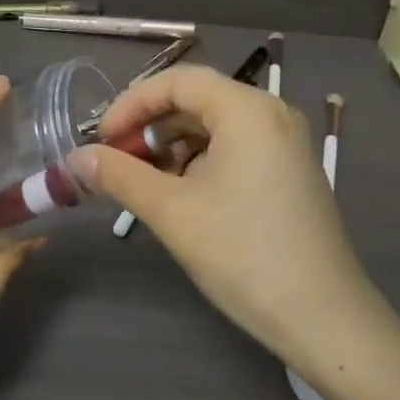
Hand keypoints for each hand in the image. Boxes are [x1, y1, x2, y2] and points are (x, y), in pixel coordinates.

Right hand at [73, 66, 382, 371]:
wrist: (325, 319)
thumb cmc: (244, 255)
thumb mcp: (173, 212)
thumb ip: (121, 176)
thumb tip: (75, 158)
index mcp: (248, 109)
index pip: (177, 80)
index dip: (131, 103)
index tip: (100, 139)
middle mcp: (272, 113)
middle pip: (197, 99)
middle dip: (150, 126)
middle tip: (114, 161)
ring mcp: (286, 142)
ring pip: (215, 125)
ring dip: (172, 145)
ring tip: (142, 181)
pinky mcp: (290, 170)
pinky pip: (235, 147)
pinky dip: (200, 160)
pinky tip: (179, 193)